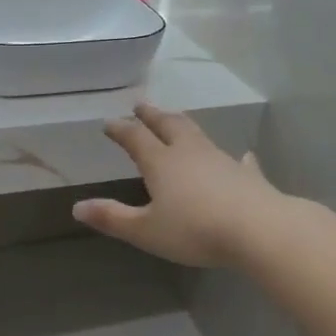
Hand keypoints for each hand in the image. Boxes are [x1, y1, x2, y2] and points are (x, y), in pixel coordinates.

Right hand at [74, 104, 282, 266]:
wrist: (258, 230)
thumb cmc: (195, 230)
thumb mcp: (145, 230)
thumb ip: (112, 217)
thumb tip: (77, 207)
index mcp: (162, 163)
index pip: (136, 139)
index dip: (121, 130)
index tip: (109, 122)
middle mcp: (189, 153)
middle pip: (168, 126)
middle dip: (152, 115)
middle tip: (141, 105)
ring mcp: (221, 161)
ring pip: (198, 136)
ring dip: (184, 126)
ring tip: (177, 120)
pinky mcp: (247, 176)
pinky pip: (239, 161)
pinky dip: (236, 158)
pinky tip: (242, 156)